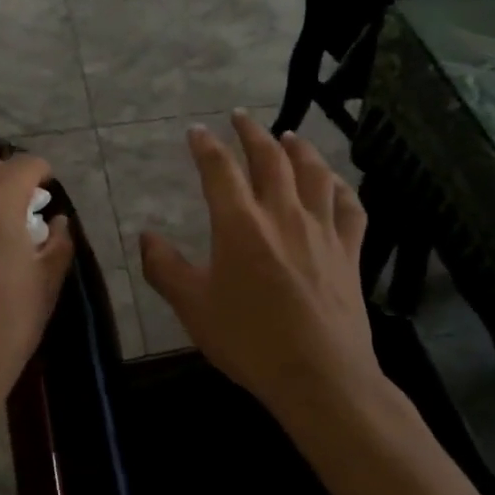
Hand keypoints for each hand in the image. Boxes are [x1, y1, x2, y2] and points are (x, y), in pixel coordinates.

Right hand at [140, 111, 381, 424]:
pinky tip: (335, 184)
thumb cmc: (250, 341)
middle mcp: (282, 214)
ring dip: (299, 148)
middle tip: (241, 116)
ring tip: (290, 136)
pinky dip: (341, 188)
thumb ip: (165, 268)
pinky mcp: (349, 251)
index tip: (196, 130)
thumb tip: (144, 237)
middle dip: (252, 132)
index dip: (205, 145)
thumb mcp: (193, 307)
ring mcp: (321, 230)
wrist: (321, 377)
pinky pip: (349, 207)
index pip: (219, 169)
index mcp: (239, 223)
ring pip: (314, 173)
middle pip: (270, 158)